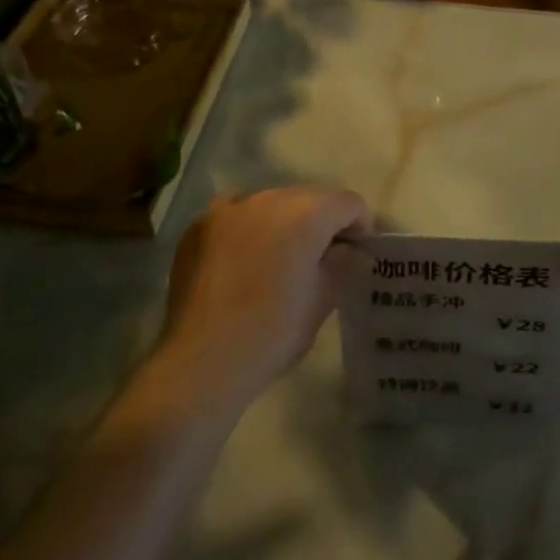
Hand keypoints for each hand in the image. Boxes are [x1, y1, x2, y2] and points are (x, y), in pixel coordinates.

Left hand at [154, 186, 371, 414]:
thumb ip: (340, 265)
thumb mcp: (321, 301)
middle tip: (321, 257)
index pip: (348, 203)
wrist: (200, 362)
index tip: (356, 253)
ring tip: (280, 257)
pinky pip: (236, 214)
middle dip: (321, 221)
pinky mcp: (200, 225)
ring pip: (271, 202)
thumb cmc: (271, 334)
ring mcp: (229, 208)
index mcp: (305, 215)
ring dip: (284, 221)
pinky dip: (248, 227)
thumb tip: (349, 251)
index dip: (359, 226)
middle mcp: (268, 198)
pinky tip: (244, 258)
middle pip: (309, 197)